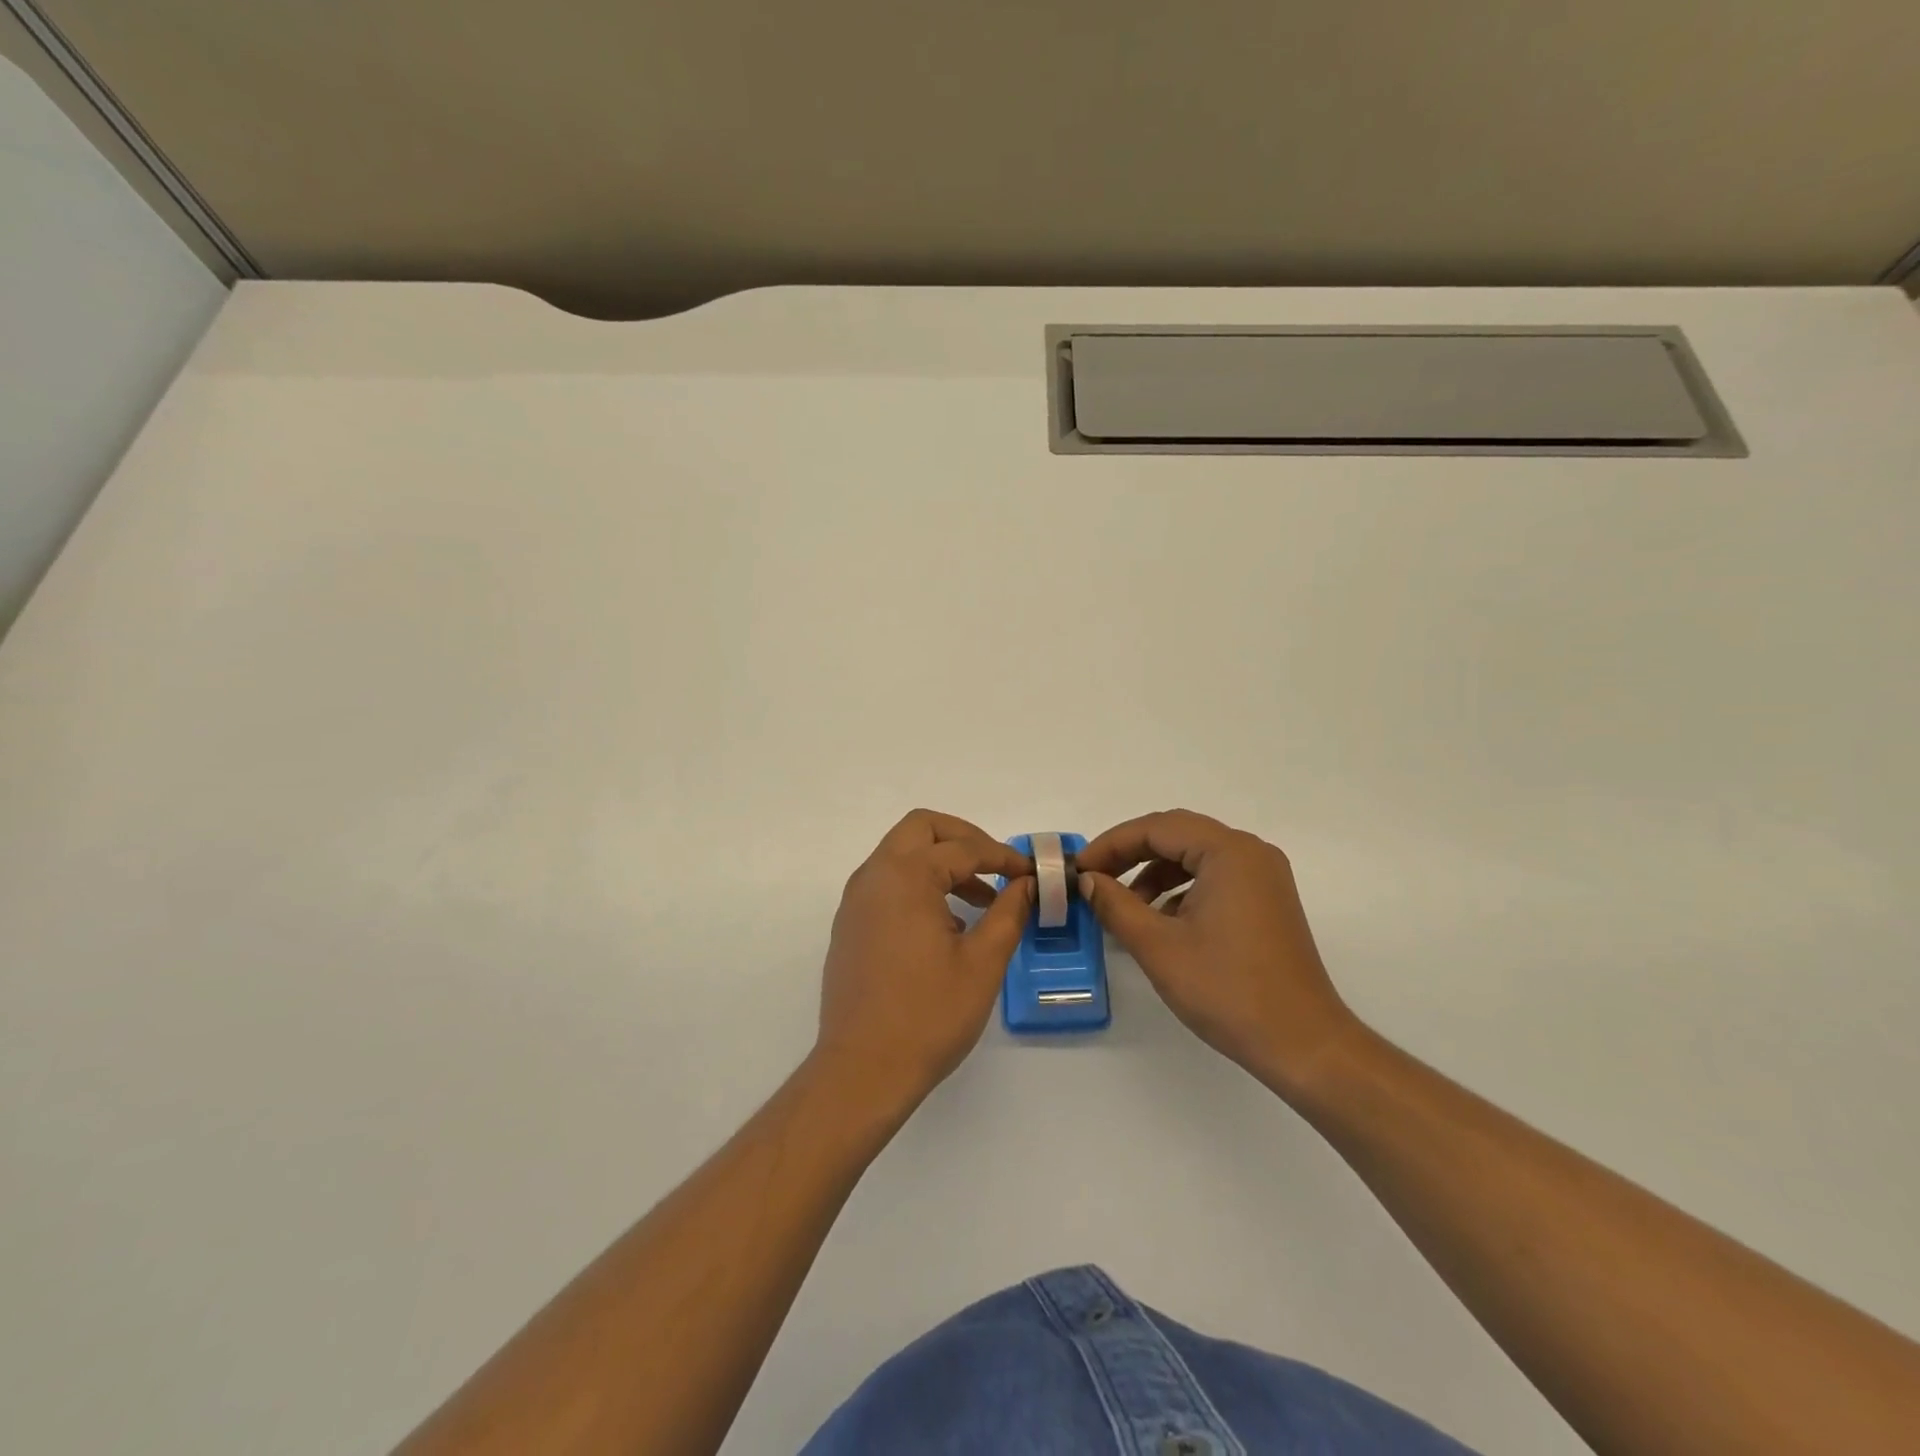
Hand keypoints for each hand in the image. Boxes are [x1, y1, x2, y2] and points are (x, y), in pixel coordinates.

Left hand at [814, 809, 1033, 1112]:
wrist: (862, 1070)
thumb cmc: (928, 1015)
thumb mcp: (982, 962)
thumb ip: (1008, 912)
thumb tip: (1026, 884)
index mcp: (906, 877)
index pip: (963, 848)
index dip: (1003, 857)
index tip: (1031, 873)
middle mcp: (874, 876)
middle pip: (921, 829)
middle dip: (964, 839)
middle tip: (997, 866)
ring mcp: (856, 901)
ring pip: (901, 854)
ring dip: (941, 862)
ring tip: (980, 901)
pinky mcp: (850, 925)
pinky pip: (887, 883)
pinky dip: (919, 884)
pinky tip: (946, 925)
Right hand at [1077, 809, 1358, 1096]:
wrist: (1302, 1044)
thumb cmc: (1227, 990)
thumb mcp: (1158, 946)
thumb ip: (1115, 905)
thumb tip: (1088, 881)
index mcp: (1229, 852)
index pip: (1156, 828)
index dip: (1111, 845)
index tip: (1078, 870)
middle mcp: (1250, 852)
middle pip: (1177, 834)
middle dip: (1130, 853)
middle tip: (1094, 879)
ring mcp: (1264, 876)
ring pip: (1195, 855)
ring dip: (1154, 872)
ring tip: (1124, 906)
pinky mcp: (1267, 901)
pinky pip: (1214, 876)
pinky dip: (1180, 889)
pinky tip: (1161, 920)